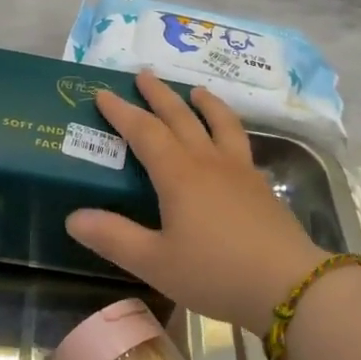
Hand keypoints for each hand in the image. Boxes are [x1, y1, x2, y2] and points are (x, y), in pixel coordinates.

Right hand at [65, 72, 325, 333]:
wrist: (287, 285)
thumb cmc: (214, 272)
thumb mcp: (154, 262)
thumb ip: (113, 237)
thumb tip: (73, 216)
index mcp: (179, 174)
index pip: (144, 132)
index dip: (121, 112)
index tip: (103, 93)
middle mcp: (209, 161)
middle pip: (181, 117)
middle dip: (159, 95)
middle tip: (143, 74)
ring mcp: (240, 170)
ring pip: (220, 123)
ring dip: (204, 103)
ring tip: (196, 90)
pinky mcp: (261, 185)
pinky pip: (240, 141)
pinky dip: (228, 127)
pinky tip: (229, 139)